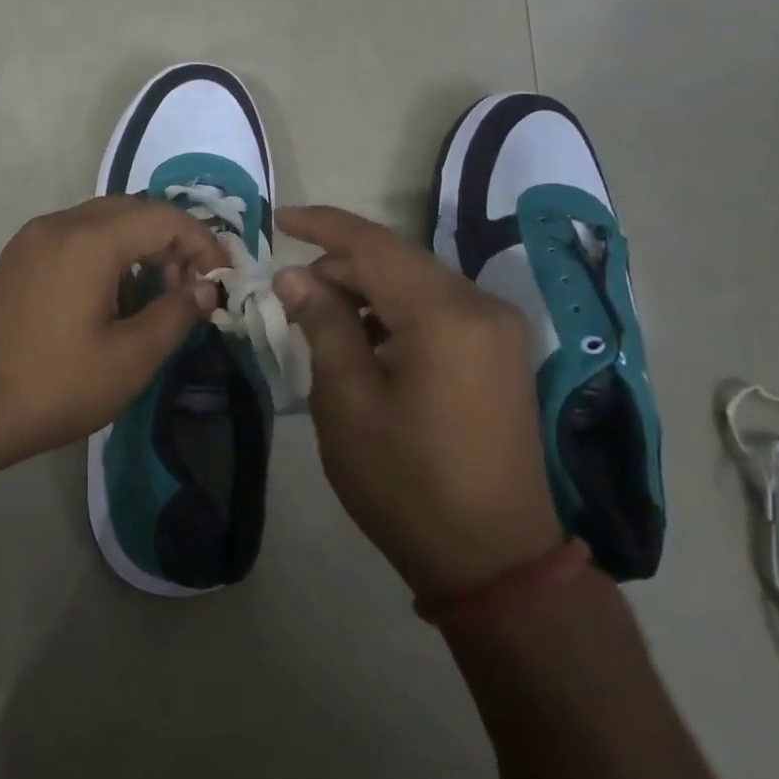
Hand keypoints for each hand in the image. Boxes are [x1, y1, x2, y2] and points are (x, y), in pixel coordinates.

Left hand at [0, 197, 224, 466]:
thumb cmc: (52, 387)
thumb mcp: (129, 359)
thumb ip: (176, 314)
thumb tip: (206, 289)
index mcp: (89, 240)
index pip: (164, 218)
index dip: (203, 243)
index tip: (220, 282)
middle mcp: (59, 224)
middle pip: (133, 210)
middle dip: (171, 242)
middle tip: (189, 288)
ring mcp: (33, 239)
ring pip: (103, 221)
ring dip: (138, 247)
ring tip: (155, 297)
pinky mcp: (19, 258)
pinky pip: (76, 237)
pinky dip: (107, 254)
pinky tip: (112, 300)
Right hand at [274, 205, 563, 596]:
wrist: (493, 559)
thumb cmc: (406, 481)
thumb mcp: (346, 401)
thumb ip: (322, 324)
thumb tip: (294, 276)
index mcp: (444, 314)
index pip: (373, 244)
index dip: (321, 225)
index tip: (278, 218)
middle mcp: (480, 306)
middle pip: (396, 261)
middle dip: (339, 266)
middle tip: (288, 292)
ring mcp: (497, 330)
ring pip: (416, 284)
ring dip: (365, 290)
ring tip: (318, 318)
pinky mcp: (499, 354)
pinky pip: (437, 310)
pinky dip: (394, 312)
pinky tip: (364, 341)